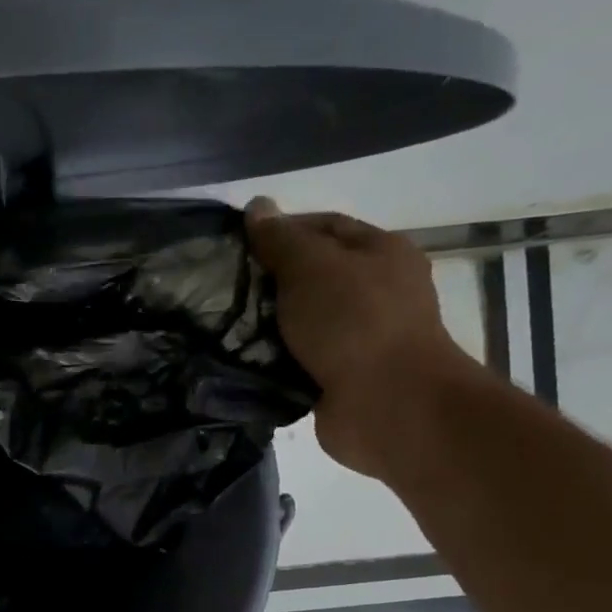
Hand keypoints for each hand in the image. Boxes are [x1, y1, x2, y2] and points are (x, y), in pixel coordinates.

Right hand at [246, 198, 478, 479]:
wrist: (388, 405)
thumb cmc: (354, 322)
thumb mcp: (311, 267)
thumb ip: (281, 238)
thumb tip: (258, 206)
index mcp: (380, 252)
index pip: (323, 227)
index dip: (279, 231)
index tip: (237, 246)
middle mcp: (376, 291)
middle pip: (312, 275)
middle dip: (269, 281)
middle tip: (224, 289)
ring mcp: (361, 337)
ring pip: (303, 321)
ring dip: (268, 325)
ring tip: (223, 325)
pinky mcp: (342, 377)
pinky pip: (299, 359)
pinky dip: (275, 360)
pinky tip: (242, 359)